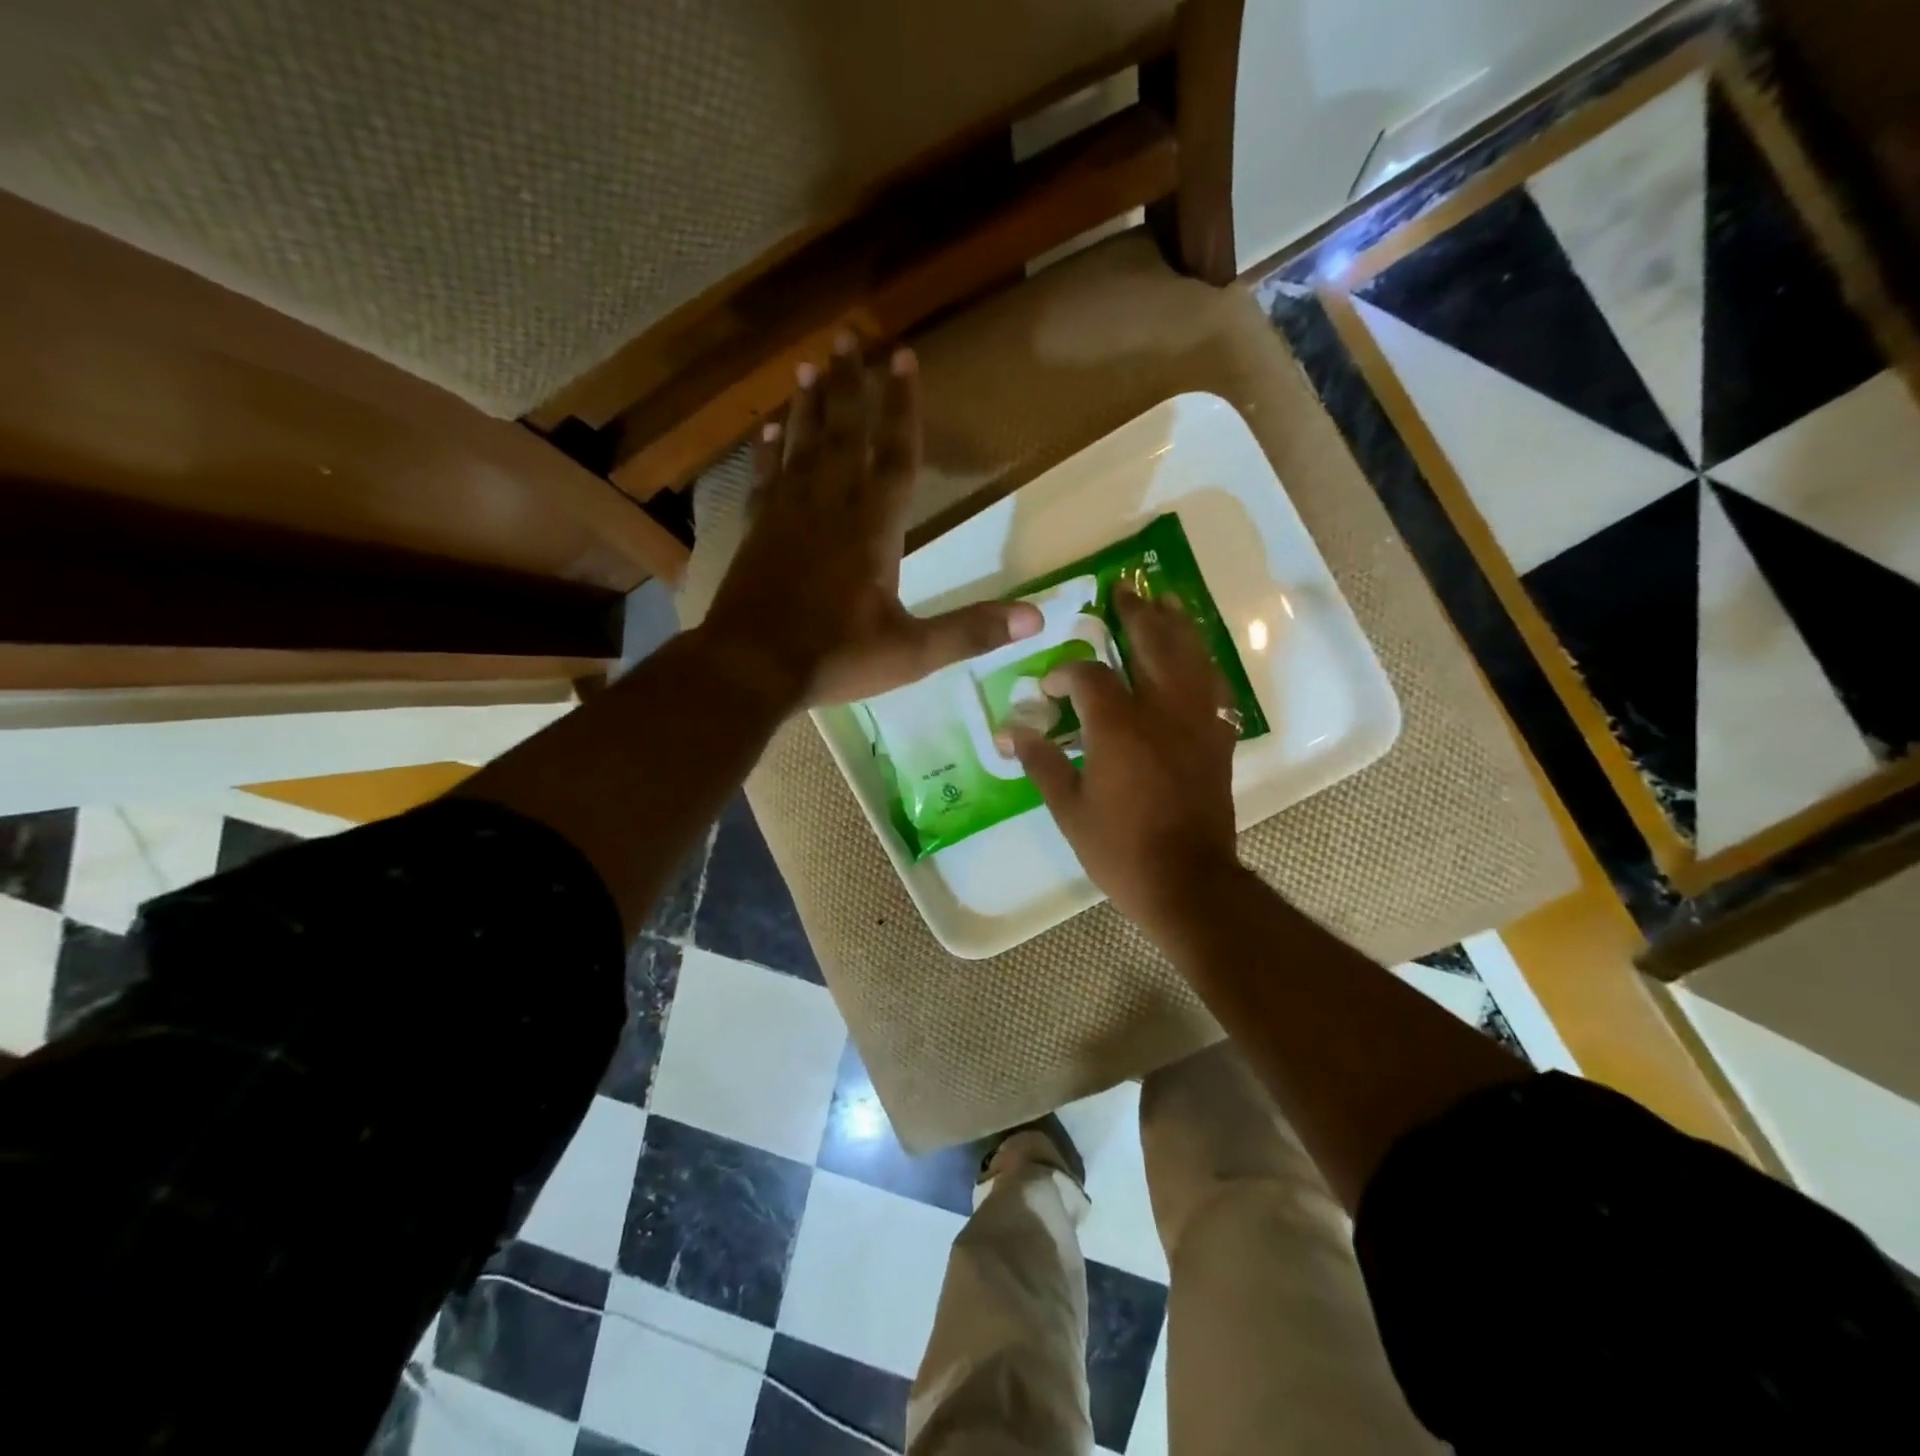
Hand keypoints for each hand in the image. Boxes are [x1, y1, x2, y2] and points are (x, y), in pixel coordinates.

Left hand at [701, 333, 1040, 706]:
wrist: (749, 669)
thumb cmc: (835, 658)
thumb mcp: (913, 652)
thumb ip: (972, 631)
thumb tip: (1039, 617)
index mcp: (872, 529)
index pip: (895, 456)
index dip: (903, 407)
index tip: (904, 357)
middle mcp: (829, 507)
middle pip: (844, 434)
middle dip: (851, 385)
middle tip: (850, 334)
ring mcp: (787, 516)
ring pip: (802, 447)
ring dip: (809, 406)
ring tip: (812, 365)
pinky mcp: (756, 532)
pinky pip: (764, 479)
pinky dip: (767, 452)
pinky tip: (768, 429)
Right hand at [1008, 588, 1244, 941]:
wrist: (1187, 881)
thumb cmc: (1119, 849)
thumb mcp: (1068, 809)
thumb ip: (1040, 762)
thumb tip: (1009, 733)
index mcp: (1118, 726)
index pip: (1090, 676)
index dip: (1066, 673)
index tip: (1050, 688)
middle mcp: (1161, 711)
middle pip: (1152, 644)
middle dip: (1135, 615)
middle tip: (1124, 590)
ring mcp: (1196, 722)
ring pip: (1191, 657)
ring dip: (1177, 625)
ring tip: (1167, 601)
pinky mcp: (1217, 740)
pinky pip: (1214, 688)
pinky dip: (1203, 665)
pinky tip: (1196, 658)